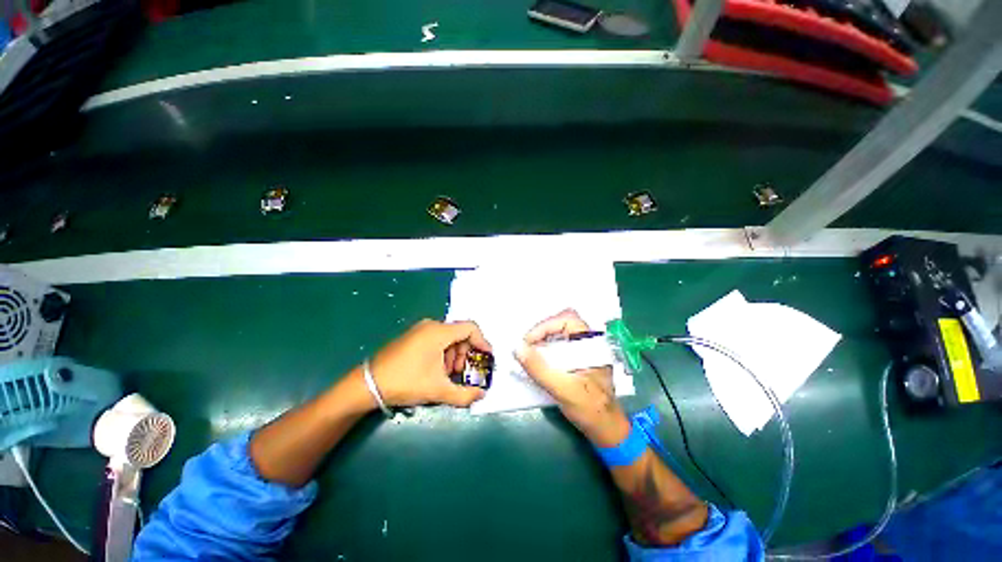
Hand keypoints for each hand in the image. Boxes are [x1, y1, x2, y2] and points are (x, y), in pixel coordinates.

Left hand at [370, 319, 491, 407]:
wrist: (368, 384)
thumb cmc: (406, 382)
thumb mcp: (438, 390)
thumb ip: (464, 394)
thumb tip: (482, 395)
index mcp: (439, 332)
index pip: (470, 328)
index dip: (482, 342)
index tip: (487, 358)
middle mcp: (431, 326)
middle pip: (459, 334)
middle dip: (466, 354)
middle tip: (463, 372)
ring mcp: (419, 330)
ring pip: (448, 338)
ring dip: (454, 356)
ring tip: (448, 375)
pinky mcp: (412, 337)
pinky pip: (436, 341)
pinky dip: (443, 354)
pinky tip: (436, 371)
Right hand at [515, 309, 629, 446]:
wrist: (606, 430)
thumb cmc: (590, 409)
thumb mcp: (563, 389)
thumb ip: (539, 368)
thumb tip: (517, 348)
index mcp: (592, 344)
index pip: (567, 319)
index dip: (545, 326)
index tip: (528, 342)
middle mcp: (589, 342)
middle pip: (562, 322)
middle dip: (542, 330)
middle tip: (527, 344)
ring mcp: (583, 351)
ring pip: (560, 333)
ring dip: (543, 338)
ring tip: (528, 351)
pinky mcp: (577, 359)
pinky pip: (559, 344)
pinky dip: (546, 347)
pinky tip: (537, 358)